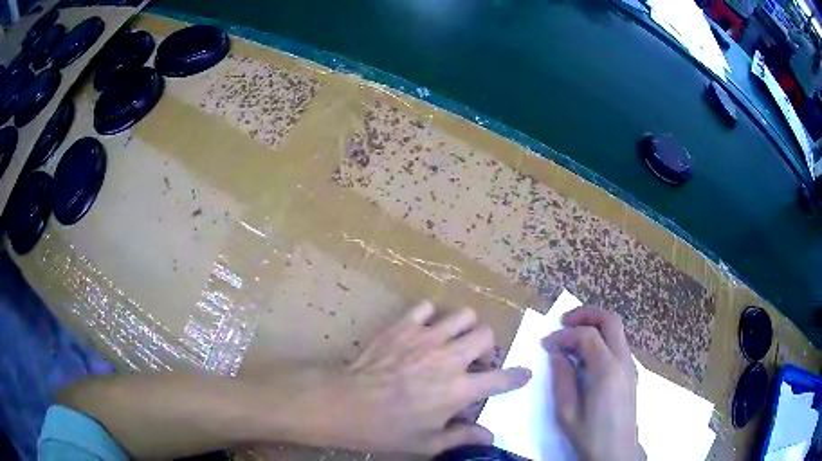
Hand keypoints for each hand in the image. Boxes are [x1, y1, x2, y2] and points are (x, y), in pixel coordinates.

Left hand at [250, 301, 530, 454]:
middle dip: (486, 348)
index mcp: (459, 389)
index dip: (517, 377)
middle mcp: (449, 358)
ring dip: (463, 328)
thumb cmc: (387, 429)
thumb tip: (489, 436)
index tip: (523, 374)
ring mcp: (426, 337)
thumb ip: (462, 437)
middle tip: (473, 361)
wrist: (345, 404)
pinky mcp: (403, 326)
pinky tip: (423, 331)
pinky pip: (426, 307)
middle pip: (485, 335)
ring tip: (452, 342)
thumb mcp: (427, 443)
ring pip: (462, 314)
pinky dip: (430, 317)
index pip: (501, 379)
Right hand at [543, 305, 637, 460]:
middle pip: (610, 320)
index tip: (546, 342)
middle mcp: (623, 361)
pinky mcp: (631, 373)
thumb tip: (557, 353)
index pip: (587, 335)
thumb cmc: (590, 435)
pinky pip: (618, 344)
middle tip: (564, 322)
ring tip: (572, 337)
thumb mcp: (567, 411)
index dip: (564, 334)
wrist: (616, 452)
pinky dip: (602, 339)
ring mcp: (630, 365)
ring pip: (617, 330)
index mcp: (607, 370)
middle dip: (586, 314)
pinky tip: (586, 356)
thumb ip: (562, 378)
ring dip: (595, 325)